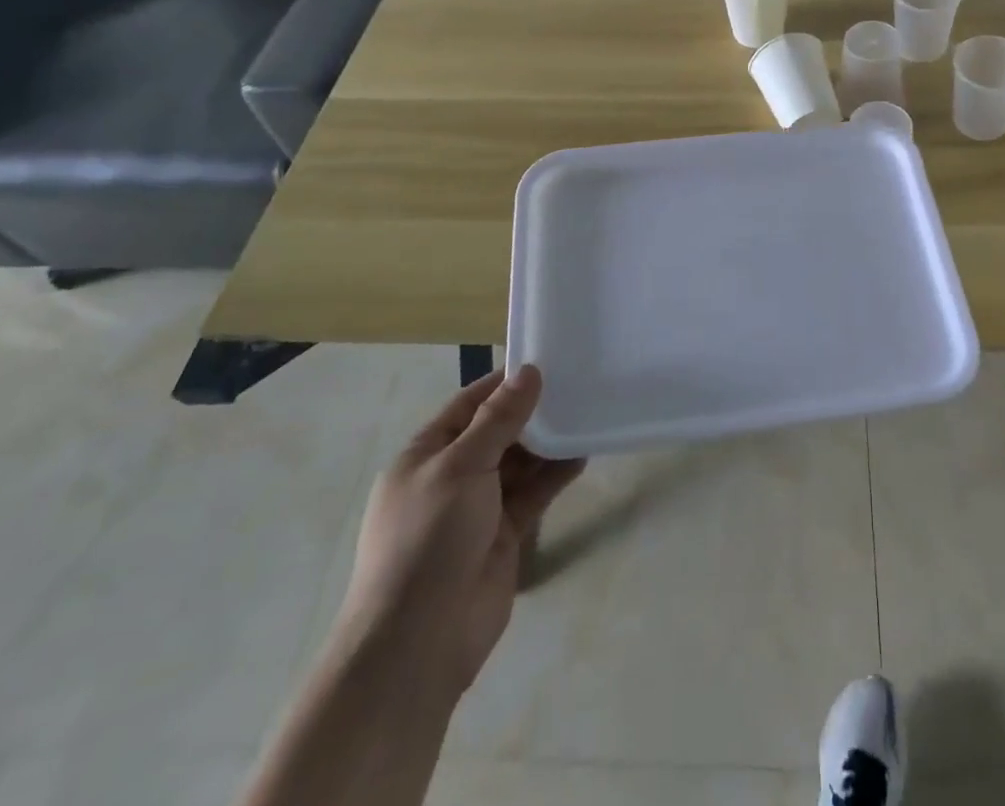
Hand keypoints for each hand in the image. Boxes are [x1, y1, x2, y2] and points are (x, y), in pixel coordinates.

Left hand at [338, 365, 583, 695]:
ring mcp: (477, 509)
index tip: (546, 361)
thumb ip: (499, 419)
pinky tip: (582, 455)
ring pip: (519, 463)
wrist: (418, 643)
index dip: (504, 384)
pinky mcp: (503, 535)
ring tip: (585, 413)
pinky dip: (555, 475)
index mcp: (425, 455)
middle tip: (576, 384)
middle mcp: (451, 477)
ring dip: (547, 442)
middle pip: (497, 432)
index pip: (469, 405)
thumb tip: (528, 371)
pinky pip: (533, 494)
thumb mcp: (461, 466)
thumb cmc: (428, 539)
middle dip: (531, 412)